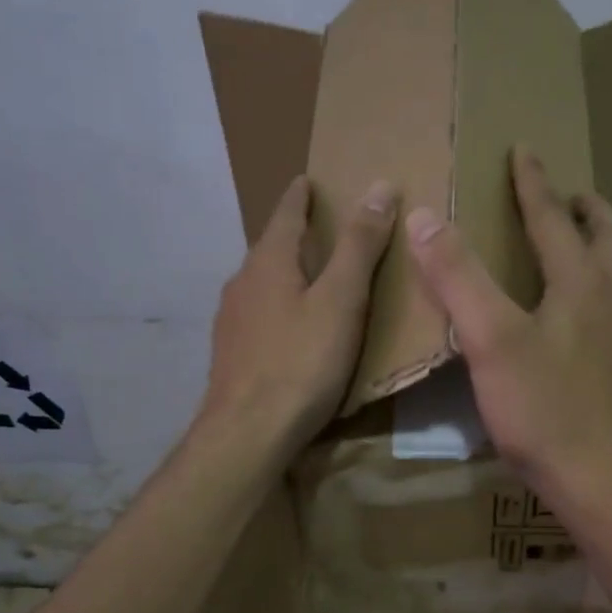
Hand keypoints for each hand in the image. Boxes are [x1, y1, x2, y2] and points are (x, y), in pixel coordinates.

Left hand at [199, 174, 397, 454]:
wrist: (247, 432)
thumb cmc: (301, 362)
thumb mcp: (342, 301)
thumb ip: (360, 246)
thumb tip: (380, 186)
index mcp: (269, 261)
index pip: (286, 213)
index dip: (300, 195)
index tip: (308, 180)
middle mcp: (242, 282)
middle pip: (271, 247)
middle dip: (294, 233)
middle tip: (322, 227)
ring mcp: (231, 319)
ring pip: (263, 282)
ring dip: (286, 271)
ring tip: (312, 275)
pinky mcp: (231, 352)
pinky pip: (260, 313)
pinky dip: (280, 304)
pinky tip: (292, 326)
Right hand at [406, 146, 611, 511]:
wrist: (601, 478)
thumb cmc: (543, 408)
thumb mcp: (490, 340)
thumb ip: (458, 277)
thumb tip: (424, 217)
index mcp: (582, 282)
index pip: (553, 219)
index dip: (533, 184)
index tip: (524, 150)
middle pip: (611, 237)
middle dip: (588, 209)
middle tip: (570, 196)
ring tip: (594, 250)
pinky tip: (600, 318)